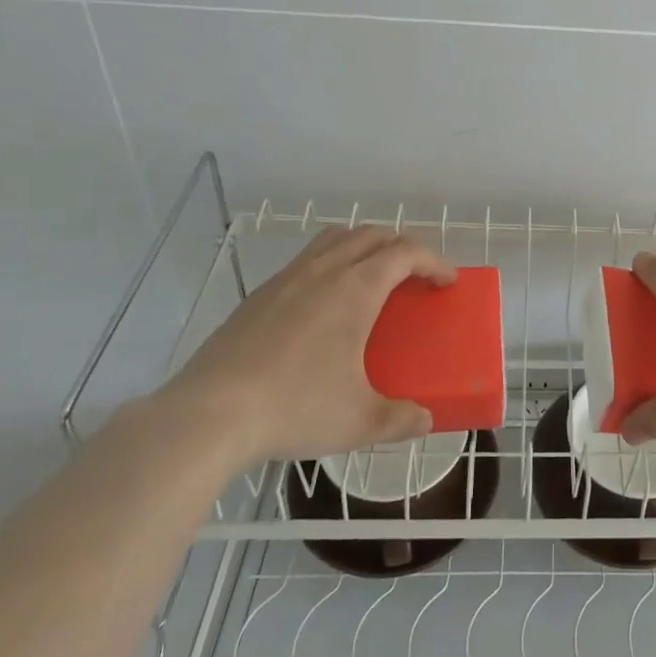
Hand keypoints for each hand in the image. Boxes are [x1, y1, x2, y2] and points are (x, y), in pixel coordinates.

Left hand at [155, 225, 454, 470]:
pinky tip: (322, 308)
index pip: (406, 252)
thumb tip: (424, 420)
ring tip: (371, 280)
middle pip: (371, 234)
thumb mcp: (359, 422)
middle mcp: (324, 271)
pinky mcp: (258, 295)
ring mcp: (286, 279)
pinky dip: (329, 265)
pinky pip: (305, 261)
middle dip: (401, 247)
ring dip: (363, 247)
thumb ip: (400, 419)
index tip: (447, 281)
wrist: (208, 415)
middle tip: (414, 277)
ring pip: (334, 239)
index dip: (434, 261)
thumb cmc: (294, 409)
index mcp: (356, 289)